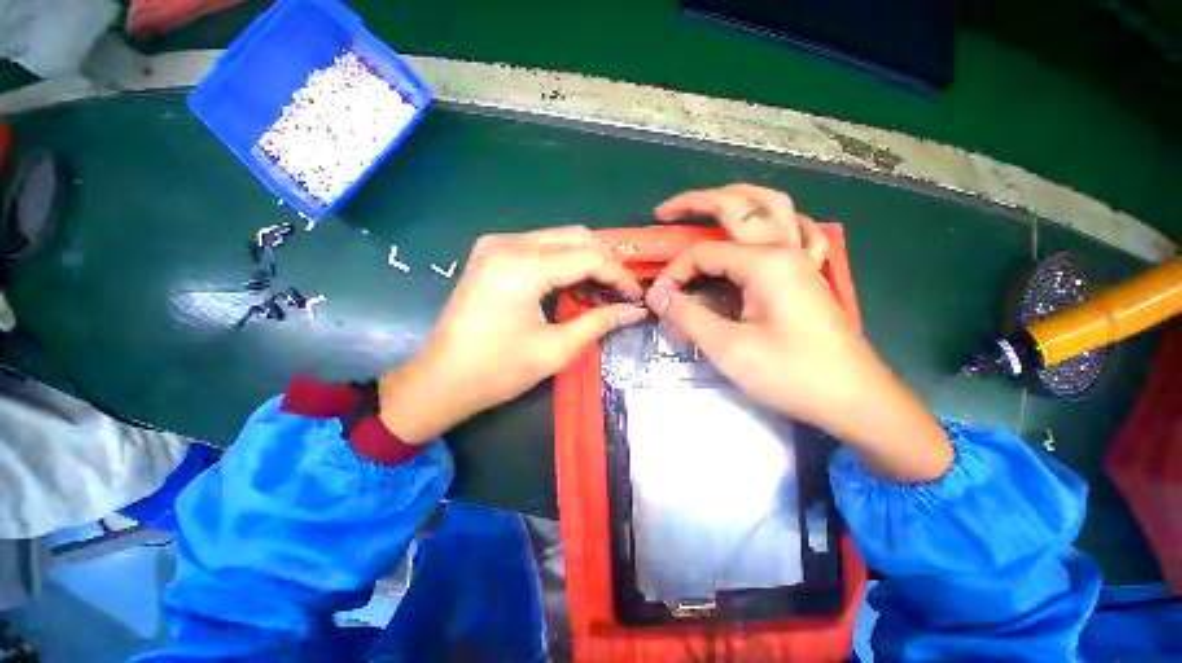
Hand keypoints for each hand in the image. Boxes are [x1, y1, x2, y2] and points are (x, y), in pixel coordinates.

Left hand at [379, 226, 646, 442]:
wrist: (441, 380)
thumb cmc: (497, 371)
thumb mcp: (555, 349)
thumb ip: (599, 323)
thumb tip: (635, 311)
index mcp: (521, 267)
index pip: (588, 256)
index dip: (619, 275)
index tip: (636, 296)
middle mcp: (507, 243)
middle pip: (575, 237)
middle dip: (606, 262)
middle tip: (623, 291)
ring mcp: (495, 244)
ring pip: (559, 237)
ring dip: (587, 259)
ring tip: (604, 288)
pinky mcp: (491, 253)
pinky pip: (540, 246)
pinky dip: (564, 260)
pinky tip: (575, 282)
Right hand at [646, 184, 952, 481]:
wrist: (852, 399)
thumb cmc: (791, 374)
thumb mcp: (728, 348)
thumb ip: (688, 316)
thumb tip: (657, 295)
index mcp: (765, 263)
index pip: (703, 253)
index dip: (675, 273)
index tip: (659, 300)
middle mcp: (785, 249)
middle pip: (738, 206)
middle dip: (696, 202)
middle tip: (665, 211)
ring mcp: (803, 258)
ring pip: (773, 206)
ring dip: (738, 198)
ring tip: (709, 204)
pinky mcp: (811, 274)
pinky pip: (798, 231)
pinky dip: (777, 220)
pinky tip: (768, 226)